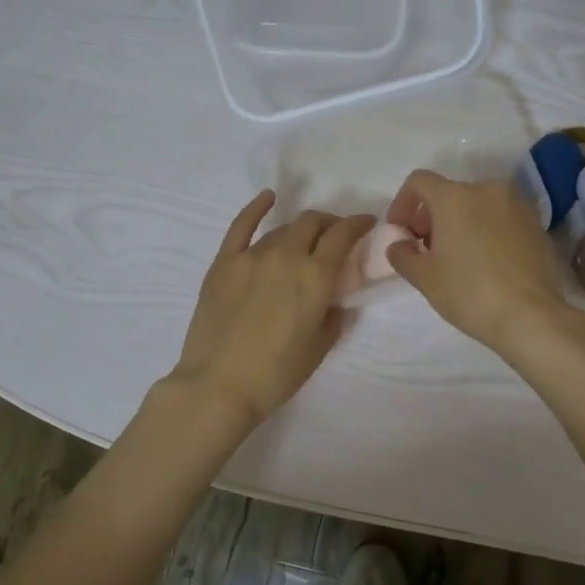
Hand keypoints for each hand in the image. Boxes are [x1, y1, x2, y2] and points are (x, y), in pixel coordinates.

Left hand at [167, 190, 374, 425]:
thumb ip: (333, 318)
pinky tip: (267, 198)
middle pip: (312, 223)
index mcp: (315, 277)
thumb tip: (335, 302)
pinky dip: (257, 208)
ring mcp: (251, 256)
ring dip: (299, 230)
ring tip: (304, 241)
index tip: (366, 223)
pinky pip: (241, 226)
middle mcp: (286, 256)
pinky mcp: (223, 263)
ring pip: (282, 229)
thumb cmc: (276, 374)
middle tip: (336, 235)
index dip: (358, 224)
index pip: (343, 235)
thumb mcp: (319, 348)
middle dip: (330, 223)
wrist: (218, 386)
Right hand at [383, 170, 570, 354]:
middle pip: (449, 193)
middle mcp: (487, 190)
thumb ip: (402, 254)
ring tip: (457, 258)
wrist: (531, 316)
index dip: (403, 203)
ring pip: (477, 205)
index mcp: (455, 197)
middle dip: (432, 217)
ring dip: (460, 223)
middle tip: (426, 250)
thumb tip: (398, 245)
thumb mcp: (424, 278)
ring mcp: (517, 205)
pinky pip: (501, 218)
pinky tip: (486, 263)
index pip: (419, 181)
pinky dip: (486, 231)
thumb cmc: (469, 293)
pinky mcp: (536, 224)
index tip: (401, 232)